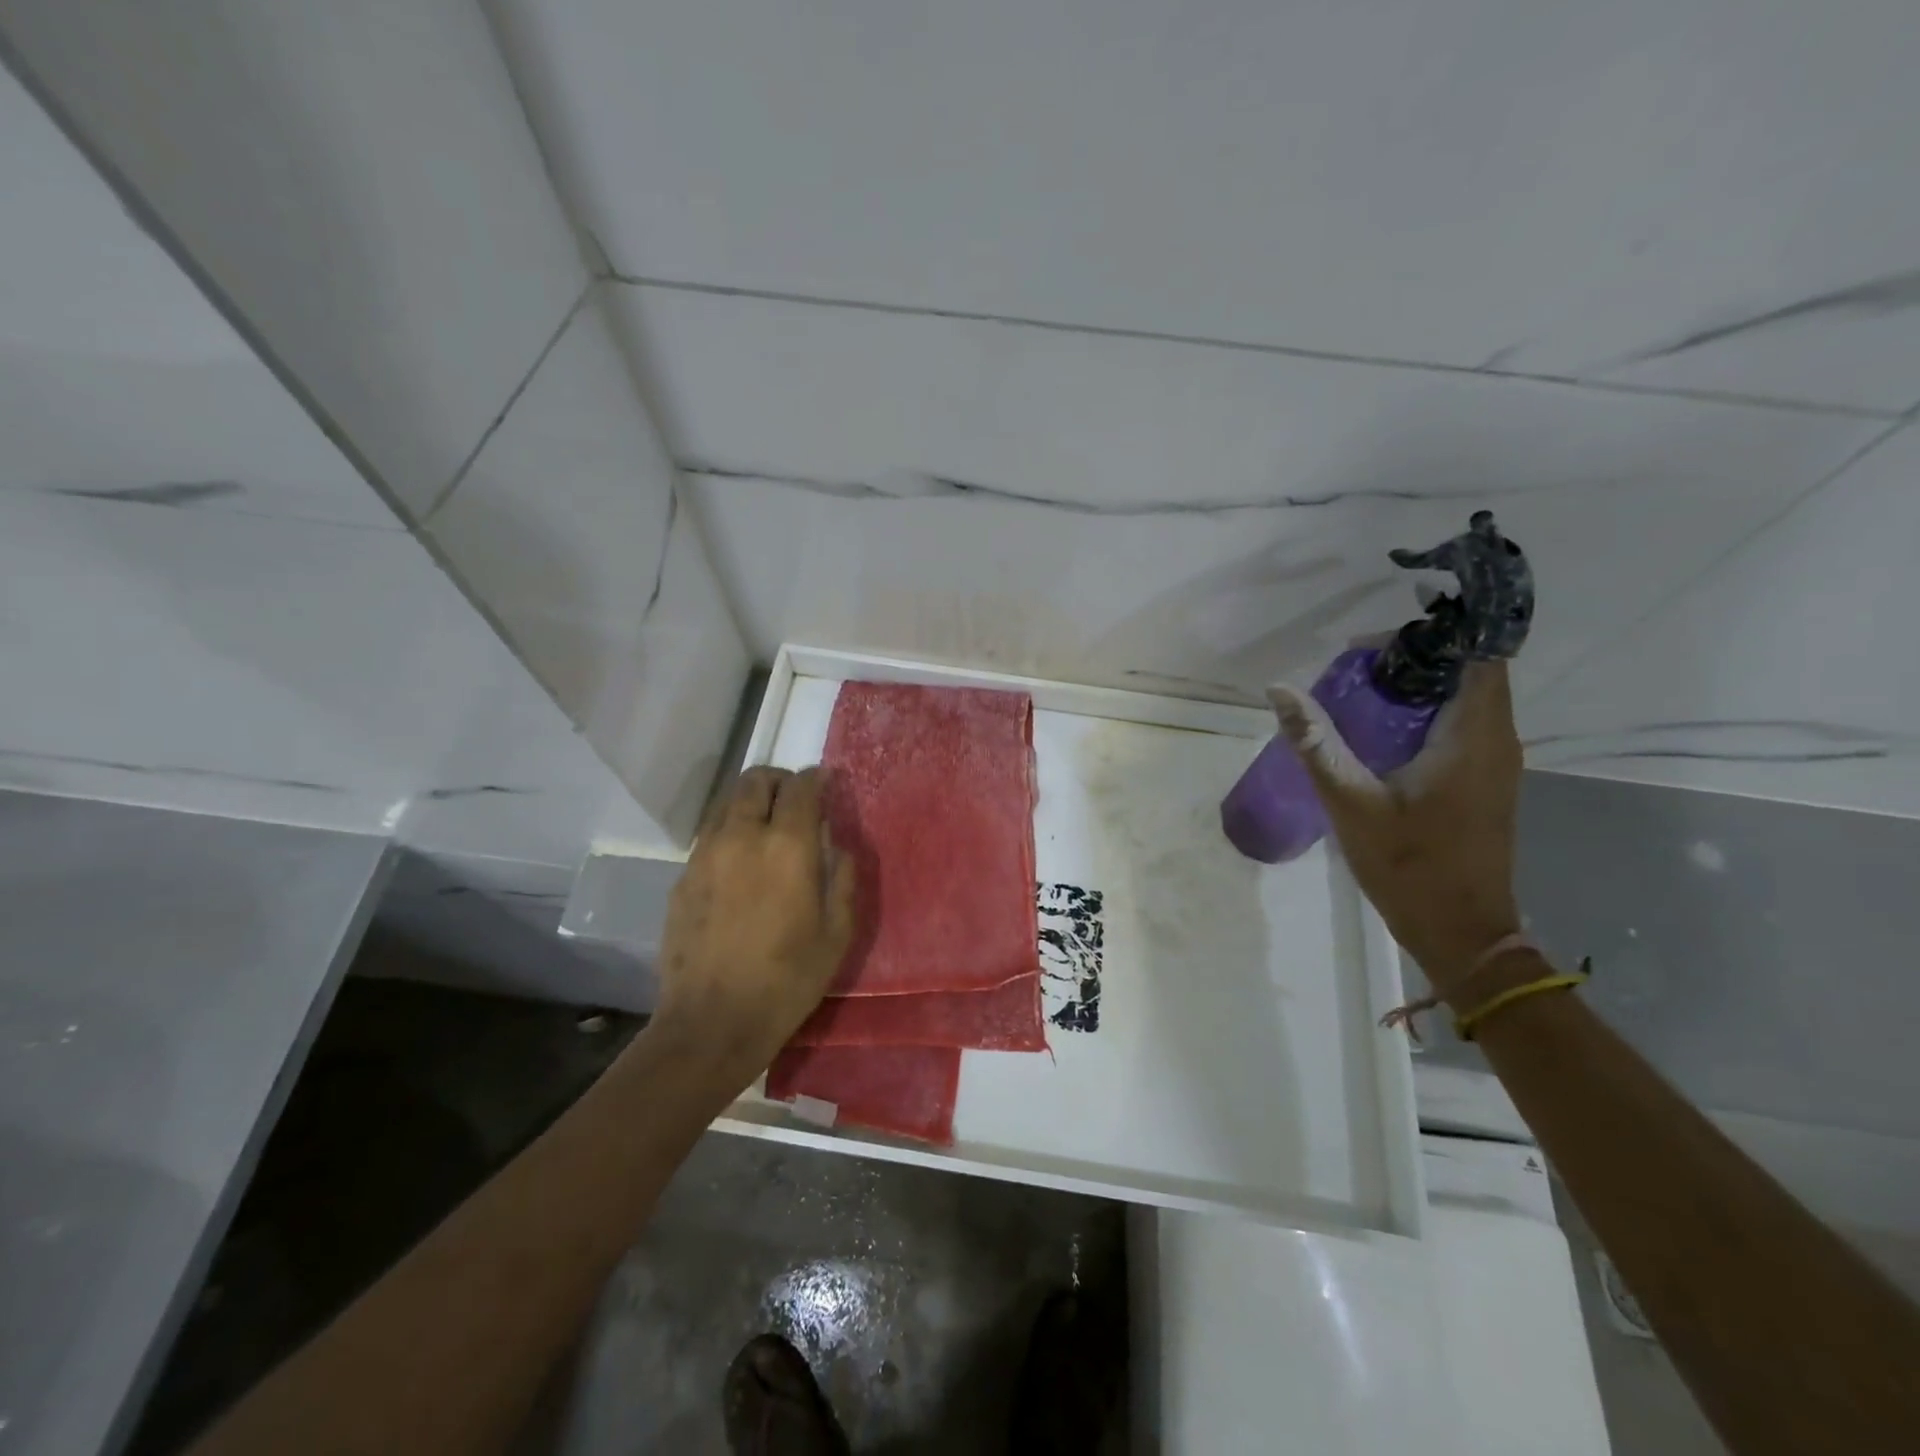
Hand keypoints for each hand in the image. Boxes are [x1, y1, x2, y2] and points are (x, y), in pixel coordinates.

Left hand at [653, 767, 856, 1077]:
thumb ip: (844, 879)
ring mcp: (705, 854)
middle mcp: (742, 836)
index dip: (816, 779)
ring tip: (766, 829)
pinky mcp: (683, 876)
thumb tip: (838, 848)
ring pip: (726, 802)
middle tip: (795, 802)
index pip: (800, 786)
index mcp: (787, 845)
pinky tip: (740, 865)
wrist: (712, 1022)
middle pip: (755, 779)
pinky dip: (729, 831)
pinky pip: (709, 834)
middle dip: (779, 780)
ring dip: (750, 802)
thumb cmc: (787, 980)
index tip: (825, 786)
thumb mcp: (837, 933)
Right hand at [1270, 660, 1522, 994]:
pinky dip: (1425, 713)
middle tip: (1353, 664)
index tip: (1375, 642)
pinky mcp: (1484, 781)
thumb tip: (1279, 690)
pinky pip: (1462, 725)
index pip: (1476, 655)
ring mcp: (1495, 762)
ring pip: (1466, 698)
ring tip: (1360, 689)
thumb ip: (1316, 743)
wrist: (1461, 932)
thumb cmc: (1409, 866)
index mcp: (1474, 736)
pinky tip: (1380, 729)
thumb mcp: (1351, 802)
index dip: (1432, 636)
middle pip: (1469, 672)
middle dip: (1415, 658)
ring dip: (1419, 686)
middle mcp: (1496, 740)